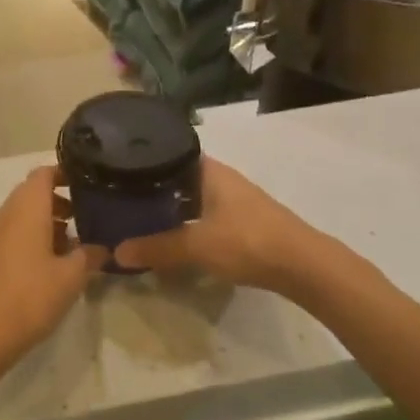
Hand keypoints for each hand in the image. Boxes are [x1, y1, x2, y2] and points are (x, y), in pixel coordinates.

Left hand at [0, 167, 106, 370]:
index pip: (43, 173)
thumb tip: (101, 248)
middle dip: (60, 201)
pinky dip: (35, 239)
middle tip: (88, 216)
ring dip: (49, 222)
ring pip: (24, 216)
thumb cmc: (30, 296)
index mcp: (26, 209)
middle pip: (33, 194)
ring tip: (76, 244)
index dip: (65, 173)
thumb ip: (89, 256)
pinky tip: (54, 265)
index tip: (88, 184)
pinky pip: (15, 235)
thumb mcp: (71, 277)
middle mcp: (7, 215)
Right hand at [113, 157, 335, 292]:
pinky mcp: (243, 222)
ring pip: (193, 197)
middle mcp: (222, 179)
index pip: (170, 153)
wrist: (304, 266)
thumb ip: (156, 248)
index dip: (146, 160)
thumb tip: (115, 253)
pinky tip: (174, 236)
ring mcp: (235, 200)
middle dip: (154, 187)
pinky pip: (205, 214)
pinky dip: (187, 222)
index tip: (119, 170)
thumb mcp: (195, 245)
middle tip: (122, 198)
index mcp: (210, 171)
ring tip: (140, 218)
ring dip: (171, 207)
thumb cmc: (247, 242)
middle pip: (180, 177)